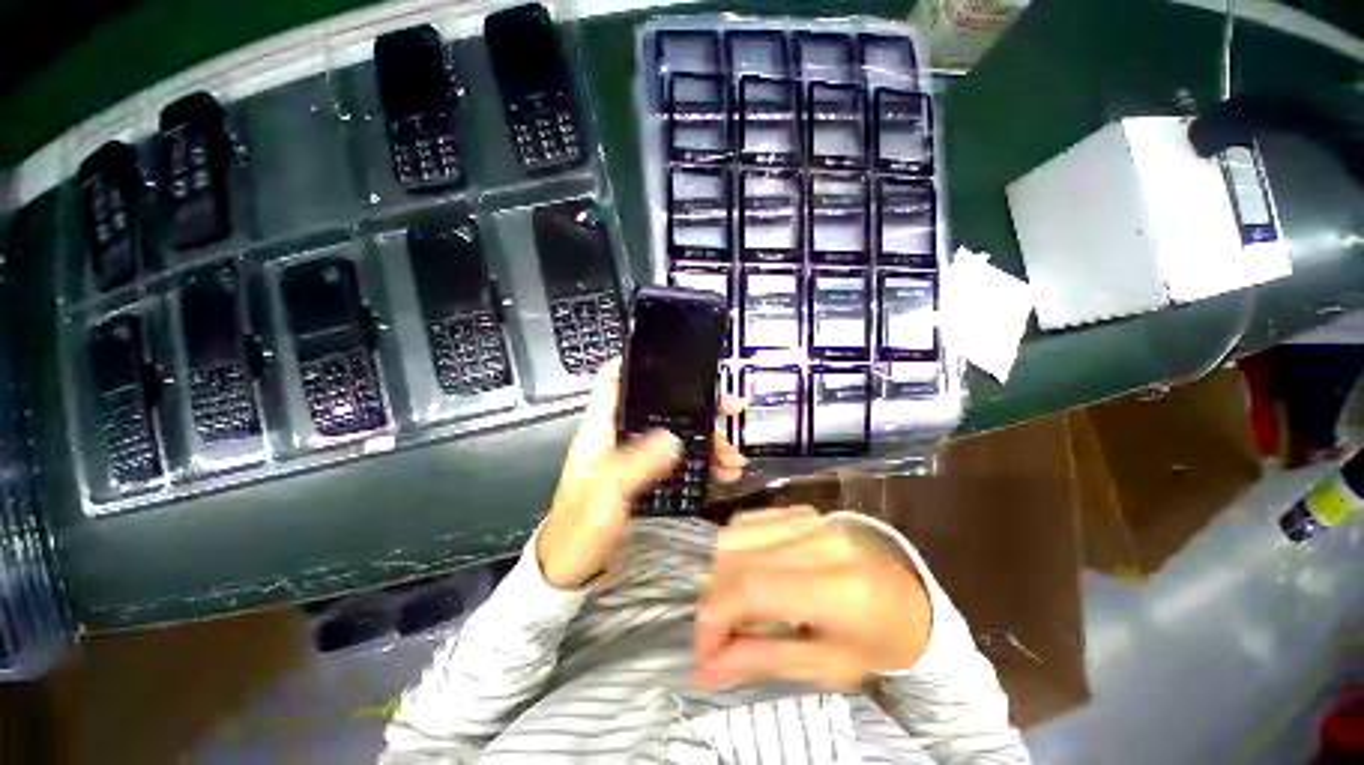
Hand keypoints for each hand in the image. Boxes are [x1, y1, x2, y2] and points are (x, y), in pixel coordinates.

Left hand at [537, 359, 747, 589]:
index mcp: (601, 429)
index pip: (614, 381)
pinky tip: (725, 474)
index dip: (638, 363)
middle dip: (697, 405)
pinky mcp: (649, 477)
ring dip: (707, 440)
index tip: (675, 359)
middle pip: (661, 406)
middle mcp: (621, 436)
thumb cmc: (580, 528)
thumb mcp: (606, 493)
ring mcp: (637, 457)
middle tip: (731, 407)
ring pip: (677, 434)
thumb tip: (675, 438)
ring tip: (734, 455)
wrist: (572, 571)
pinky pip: (681, 462)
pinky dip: (704, 464)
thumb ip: (637, 463)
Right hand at [694, 506, 931, 690]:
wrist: (905, 597)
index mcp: (836, 588)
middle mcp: (817, 541)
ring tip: (733, 607)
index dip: (716, 619)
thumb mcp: (826, 667)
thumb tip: (706, 669)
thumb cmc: (874, 641)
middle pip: (735, 556)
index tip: (705, 654)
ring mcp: (806, 519)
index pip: (753, 588)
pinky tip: (746, 573)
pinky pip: (746, 521)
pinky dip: (733, 550)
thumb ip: (762, 661)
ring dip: (720, 574)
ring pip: (734, 535)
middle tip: (718, 638)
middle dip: (714, 600)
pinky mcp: (798, 510)